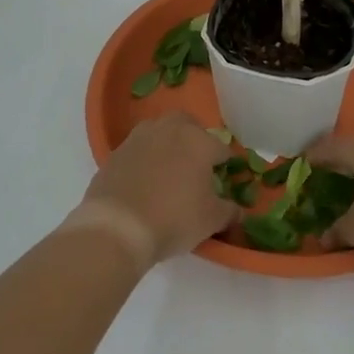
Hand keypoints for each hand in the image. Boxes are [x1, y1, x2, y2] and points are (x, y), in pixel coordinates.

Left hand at [69, 113, 234, 270]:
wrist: (117, 227)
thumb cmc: (173, 218)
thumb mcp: (211, 220)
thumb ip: (230, 211)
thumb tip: (237, 210)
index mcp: (199, 141)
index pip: (221, 148)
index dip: (225, 165)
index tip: (223, 181)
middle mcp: (170, 130)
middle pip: (188, 125)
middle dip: (195, 140)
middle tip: (196, 166)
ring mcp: (140, 138)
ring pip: (160, 131)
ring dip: (167, 144)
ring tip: (168, 171)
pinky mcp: (116, 152)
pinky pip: (138, 149)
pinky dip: (145, 159)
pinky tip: (144, 181)